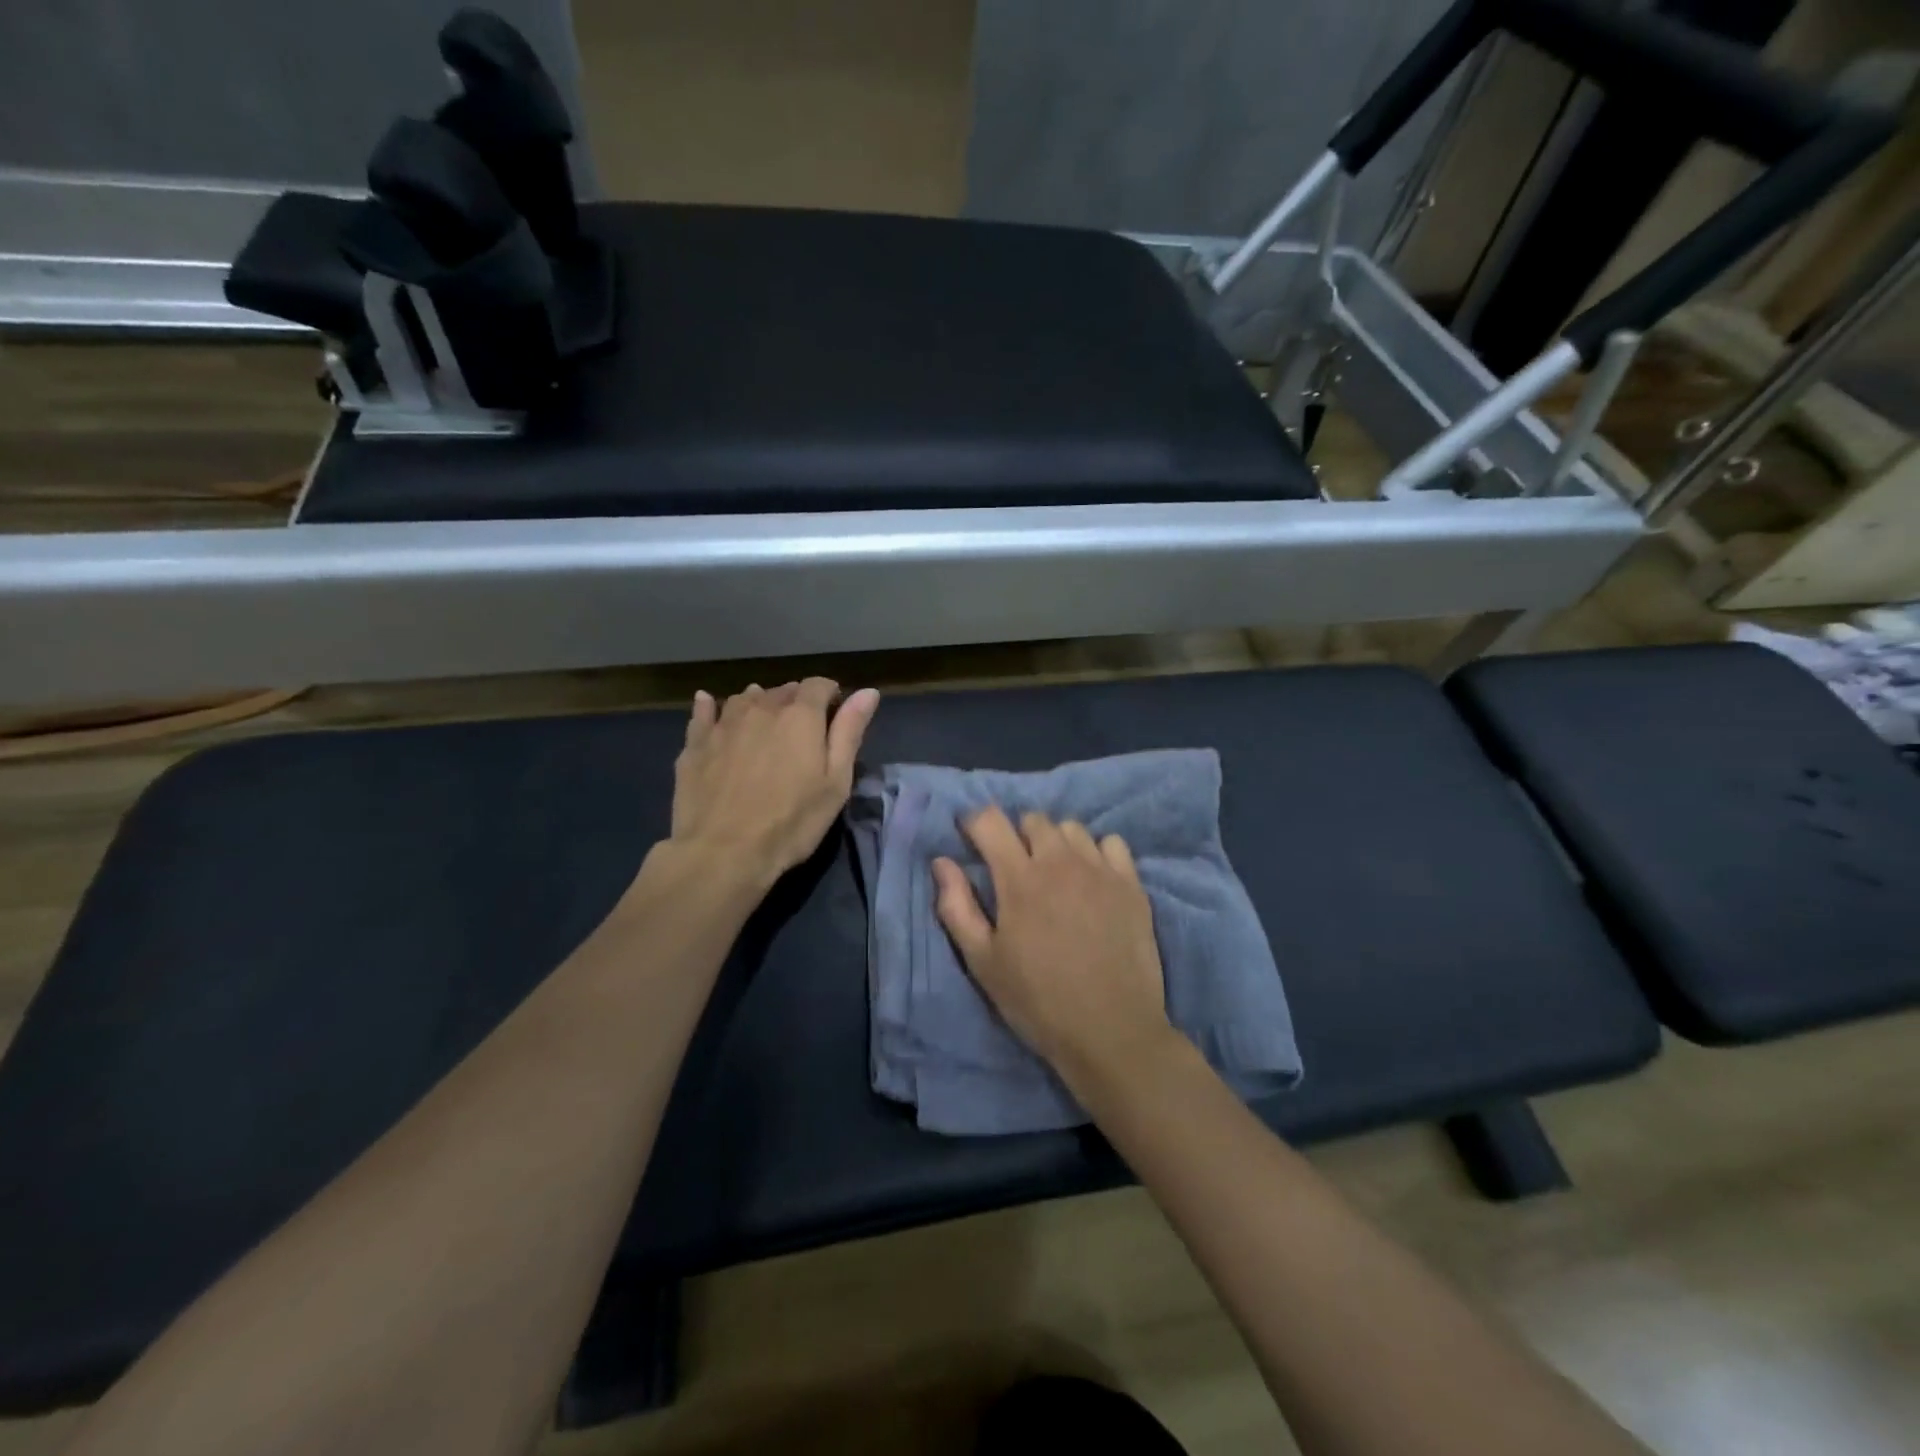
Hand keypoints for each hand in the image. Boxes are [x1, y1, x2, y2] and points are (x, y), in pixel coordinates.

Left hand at [668, 679, 879, 890]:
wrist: (723, 852)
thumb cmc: (791, 821)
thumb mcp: (836, 782)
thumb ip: (850, 732)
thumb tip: (868, 691)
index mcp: (800, 716)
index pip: (818, 685)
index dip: (830, 694)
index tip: (835, 713)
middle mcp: (761, 709)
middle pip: (782, 691)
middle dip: (796, 701)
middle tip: (802, 729)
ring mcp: (724, 724)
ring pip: (745, 699)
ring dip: (759, 703)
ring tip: (764, 721)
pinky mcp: (695, 744)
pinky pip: (703, 712)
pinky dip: (710, 706)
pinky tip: (708, 703)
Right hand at [933, 807, 1176, 1092]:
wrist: (1112, 1031)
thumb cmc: (1038, 1001)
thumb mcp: (983, 962)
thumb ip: (956, 906)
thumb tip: (941, 862)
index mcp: (1018, 878)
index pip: (990, 820)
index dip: (975, 824)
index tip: (973, 842)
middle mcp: (1060, 861)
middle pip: (1033, 818)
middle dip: (1017, 834)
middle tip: (1015, 867)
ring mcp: (1100, 869)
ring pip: (1072, 828)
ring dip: (1056, 841)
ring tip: (1055, 873)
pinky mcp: (1131, 884)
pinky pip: (1112, 843)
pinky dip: (1097, 852)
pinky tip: (1093, 879)